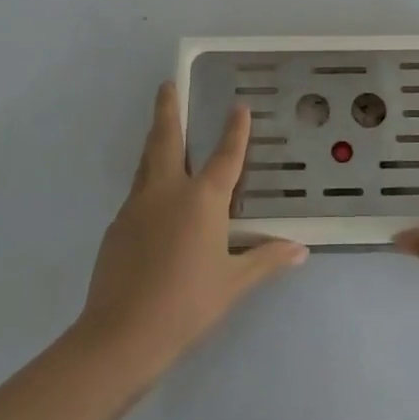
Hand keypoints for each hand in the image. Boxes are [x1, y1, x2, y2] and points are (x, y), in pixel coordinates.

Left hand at [78, 84, 306, 378]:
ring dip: (155, 140)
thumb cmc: (187, 305)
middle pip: (166, 139)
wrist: (121, 334)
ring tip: (159, 127)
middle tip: (166, 84)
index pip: (225, 155)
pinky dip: (148, 182)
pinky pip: (137, 193)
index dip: (234, 130)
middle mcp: (168, 191)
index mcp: (202, 199)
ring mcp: (137, 206)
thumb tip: (301, 249)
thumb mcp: (233, 283)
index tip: (238, 105)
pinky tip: (153, 200)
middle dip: (168, 109)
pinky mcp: (117, 226)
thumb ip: (266, 260)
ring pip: (147, 161)